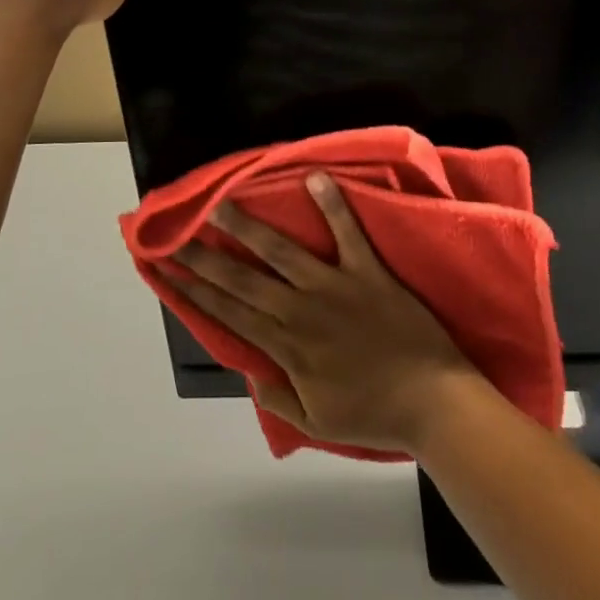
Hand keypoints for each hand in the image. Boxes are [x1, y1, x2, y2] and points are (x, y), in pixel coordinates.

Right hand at [173, 173, 481, 453]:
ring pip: (281, 252)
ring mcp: (334, 287)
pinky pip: (347, 233)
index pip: (228, 314)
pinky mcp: (367, 271)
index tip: (165, 269)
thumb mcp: (317, 422)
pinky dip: (332, 205)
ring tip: (220, 202)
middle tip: (175, 234)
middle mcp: (301, 311)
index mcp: (287, 348)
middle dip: (203, 257)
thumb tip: (248, 369)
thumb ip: (279, 397)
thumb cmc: (376, 413)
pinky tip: (315, 177)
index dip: (193, 291)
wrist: (435, 404)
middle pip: (242, 280)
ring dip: (248, 227)